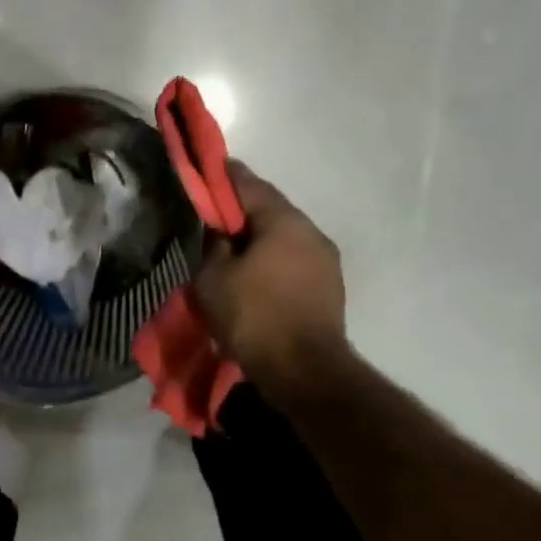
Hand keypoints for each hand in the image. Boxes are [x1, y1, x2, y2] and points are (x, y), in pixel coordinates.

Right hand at [194, 161, 348, 393]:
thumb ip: (214, 245)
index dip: (225, 175)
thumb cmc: (254, 317)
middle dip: (243, 210)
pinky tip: (257, 275)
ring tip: (235, 251)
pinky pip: (294, 260)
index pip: (249, 184)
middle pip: (271, 209)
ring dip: (260, 238)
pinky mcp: (330, 287)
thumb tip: (221, 232)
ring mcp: (326, 260)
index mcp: (283, 221)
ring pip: (285, 236)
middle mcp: (311, 232)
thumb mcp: (214, 279)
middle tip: (216, 216)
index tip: (209, 167)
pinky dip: (274, 260)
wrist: (305, 372)